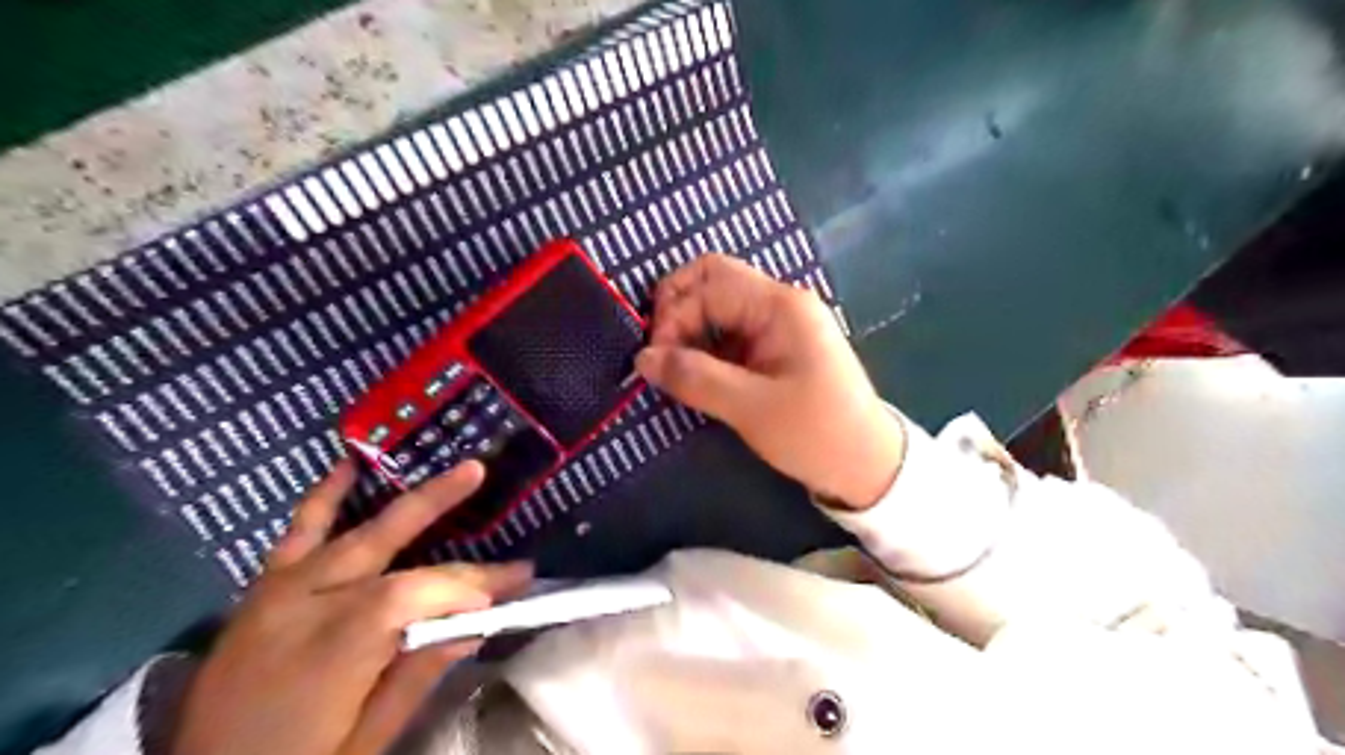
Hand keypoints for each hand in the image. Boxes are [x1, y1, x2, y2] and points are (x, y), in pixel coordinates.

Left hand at [175, 460, 532, 753]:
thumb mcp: (367, 741)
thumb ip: (418, 674)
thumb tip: (477, 624)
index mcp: (333, 649)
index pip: (413, 594)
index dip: (466, 584)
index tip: (513, 583)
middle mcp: (303, 605)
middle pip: (385, 541)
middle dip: (439, 502)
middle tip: (481, 472)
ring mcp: (278, 592)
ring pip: (351, 530)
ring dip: (403, 496)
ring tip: (442, 468)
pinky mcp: (264, 591)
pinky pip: (297, 533)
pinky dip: (324, 497)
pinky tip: (347, 467)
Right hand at [637, 257, 907, 510]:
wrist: (867, 465)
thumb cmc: (815, 434)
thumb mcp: (750, 408)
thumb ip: (694, 377)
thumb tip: (642, 359)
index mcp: (780, 306)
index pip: (711, 280)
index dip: (674, 311)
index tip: (657, 358)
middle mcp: (780, 304)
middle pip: (713, 284)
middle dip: (678, 313)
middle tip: (659, 357)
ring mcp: (779, 325)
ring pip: (719, 309)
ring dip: (690, 333)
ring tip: (674, 371)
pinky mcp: (776, 348)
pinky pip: (731, 334)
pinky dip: (706, 349)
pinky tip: (695, 376)